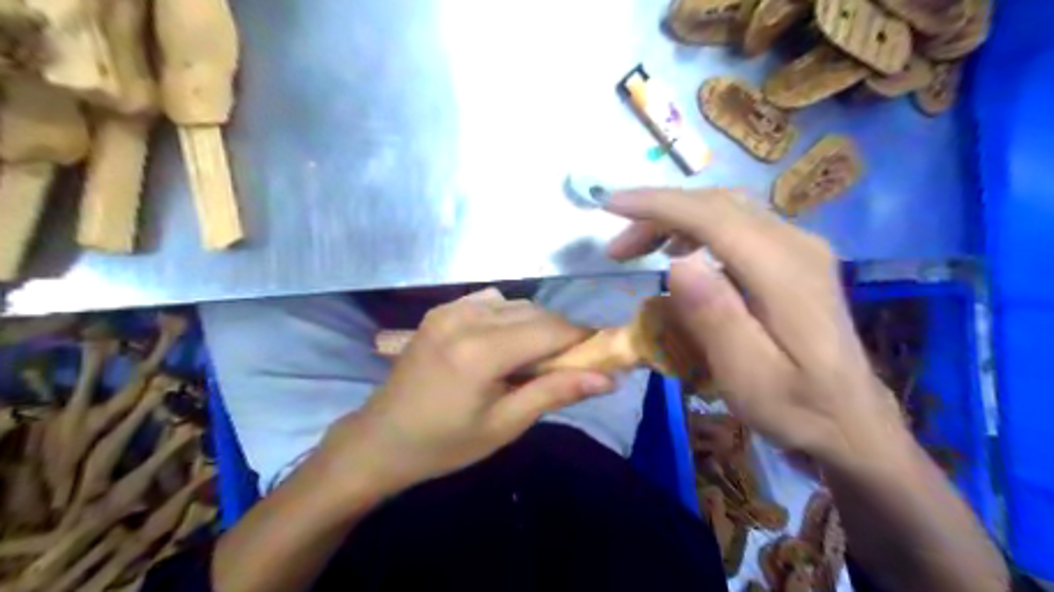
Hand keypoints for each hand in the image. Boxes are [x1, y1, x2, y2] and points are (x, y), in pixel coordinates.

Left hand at [320, 287, 619, 495]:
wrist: (381, 439)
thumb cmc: (445, 444)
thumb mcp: (505, 426)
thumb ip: (555, 392)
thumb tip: (607, 378)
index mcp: (481, 351)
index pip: (551, 329)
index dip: (582, 340)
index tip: (600, 357)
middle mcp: (466, 318)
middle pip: (536, 312)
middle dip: (561, 334)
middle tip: (569, 365)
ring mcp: (449, 309)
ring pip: (516, 304)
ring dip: (536, 325)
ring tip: (534, 359)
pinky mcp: (440, 310)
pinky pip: (491, 302)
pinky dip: (509, 317)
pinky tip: (503, 343)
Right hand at [604, 190, 910, 467]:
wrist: (851, 420)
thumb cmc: (795, 407)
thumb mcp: (749, 376)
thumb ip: (716, 318)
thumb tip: (678, 263)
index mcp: (783, 271)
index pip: (712, 216)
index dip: (657, 205)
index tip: (611, 205)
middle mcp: (795, 244)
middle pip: (717, 205)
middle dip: (659, 214)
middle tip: (618, 249)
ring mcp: (799, 247)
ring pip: (726, 209)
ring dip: (676, 220)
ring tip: (639, 251)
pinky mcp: (794, 257)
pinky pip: (736, 225)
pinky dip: (697, 229)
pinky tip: (679, 253)